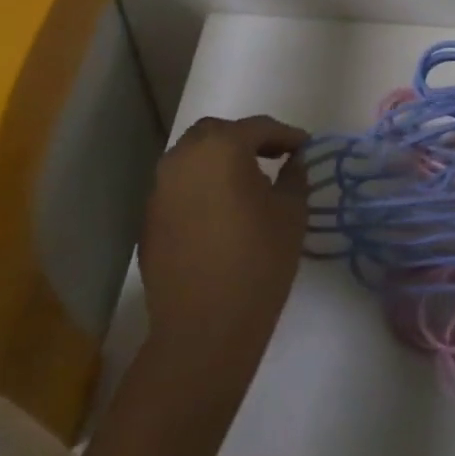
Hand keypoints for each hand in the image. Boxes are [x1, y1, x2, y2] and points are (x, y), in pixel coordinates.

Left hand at [141, 114, 310, 380]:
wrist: (204, 328)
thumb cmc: (258, 261)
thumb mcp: (291, 213)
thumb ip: (294, 176)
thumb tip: (293, 161)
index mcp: (221, 149)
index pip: (258, 128)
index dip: (286, 135)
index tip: (305, 148)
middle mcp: (183, 159)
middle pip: (217, 133)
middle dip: (246, 139)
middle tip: (273, 156)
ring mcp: (160, 189)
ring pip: (192, 157)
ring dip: (219, 160)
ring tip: (246, 182)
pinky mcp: (149, 219)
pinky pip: (179, 187)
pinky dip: (201, 186)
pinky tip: (221, 211)